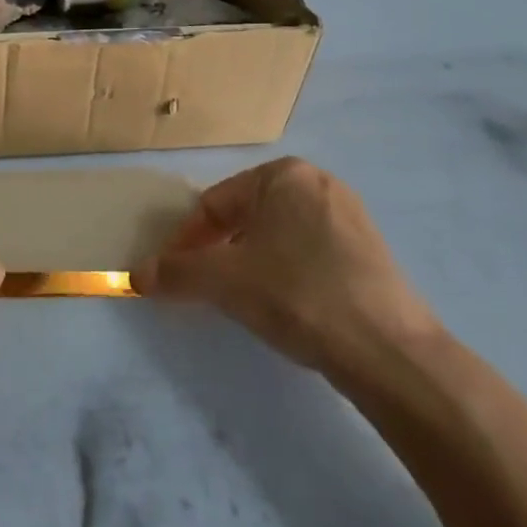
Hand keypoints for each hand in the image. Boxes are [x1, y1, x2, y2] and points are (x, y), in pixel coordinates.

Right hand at [133, 157, 440, 378]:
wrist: (391, 353)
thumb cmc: (297, 294)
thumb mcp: (224, 281)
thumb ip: (176, 272)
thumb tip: (136, 275)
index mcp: (283, 174)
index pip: (215, 204)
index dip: (187, 241)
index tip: (174, 275)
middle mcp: (318, 183)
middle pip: (246, 217)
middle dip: (219, 251)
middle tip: (207, 288)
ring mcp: (350, 217)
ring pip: (277, 237)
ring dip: (250, 263)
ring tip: (244, 300)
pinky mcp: (371, 253)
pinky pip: (309, 254)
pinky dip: (286, 274)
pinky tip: (287, 306)